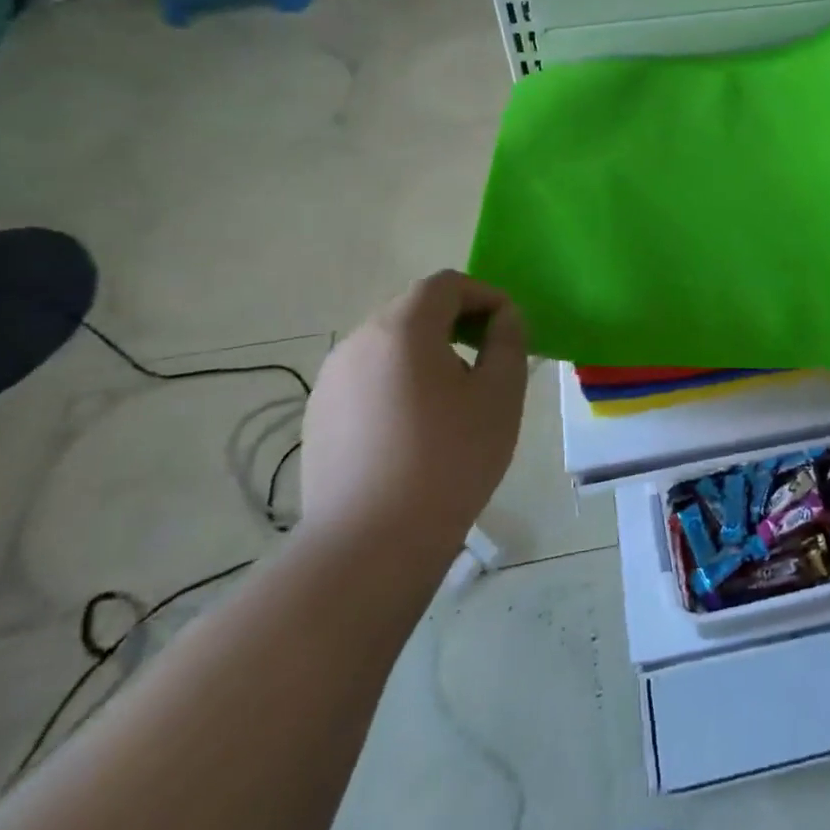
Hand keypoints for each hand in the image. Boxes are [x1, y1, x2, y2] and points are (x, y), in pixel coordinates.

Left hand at [301, 271, 527, 547]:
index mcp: (402, 328)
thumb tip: (503, 318)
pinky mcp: (320, 416)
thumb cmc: (449, 460)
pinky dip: (398, 382)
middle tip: (488, 361)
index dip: (484, 295)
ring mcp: (331, 380)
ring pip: (390, 345)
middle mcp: (358, 341)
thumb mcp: (500, 395)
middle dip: (456, 323)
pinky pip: (368, 378)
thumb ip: (508, 342)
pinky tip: (415, 429)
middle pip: (414, 309)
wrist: (371, 545)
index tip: (509, 327)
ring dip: (426, 353)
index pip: (446, 284)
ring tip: (454, 399)